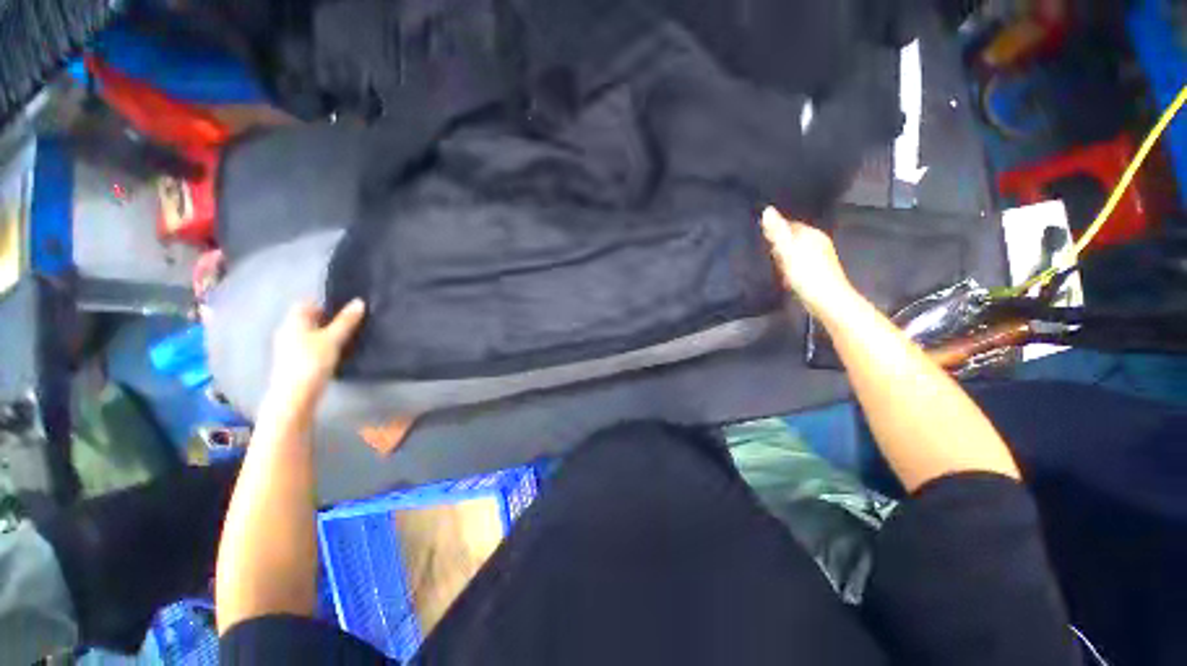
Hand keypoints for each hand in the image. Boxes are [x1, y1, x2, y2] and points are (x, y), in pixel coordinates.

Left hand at [266, 299, 365, 409]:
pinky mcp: (294, 363)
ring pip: (310, 334)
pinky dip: (323, 346)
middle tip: (351, 321)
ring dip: (326, 334)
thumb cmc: (312, 361)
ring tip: (348, 337)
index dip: (324, 303)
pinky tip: (337, 353)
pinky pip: (310, 347)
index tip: (344, 307)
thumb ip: (346, 321)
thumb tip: (359, 302)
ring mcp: (289, 348)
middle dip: (328, 319)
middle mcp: (287, 332)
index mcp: (293, 321)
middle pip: (308, 319)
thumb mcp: (333, 339)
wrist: (295, 395)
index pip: (306, 304)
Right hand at [761, 207, 854, 317]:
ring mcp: (818, 259)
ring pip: (795, 252)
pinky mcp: (817, 274)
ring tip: (769, 264)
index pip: (790, 224)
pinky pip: (798, 265)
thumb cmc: (807, 274)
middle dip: (778, 243)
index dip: (775, 229)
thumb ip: (777, 232)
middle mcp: (817, 242)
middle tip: (761, 251)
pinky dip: (789, 269)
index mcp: (812, 234)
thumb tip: (767, 209)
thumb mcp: (788, 250)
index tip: (759, 237)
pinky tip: (782, 277)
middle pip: (792, 238)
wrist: (827, 301)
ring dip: (783, 257)